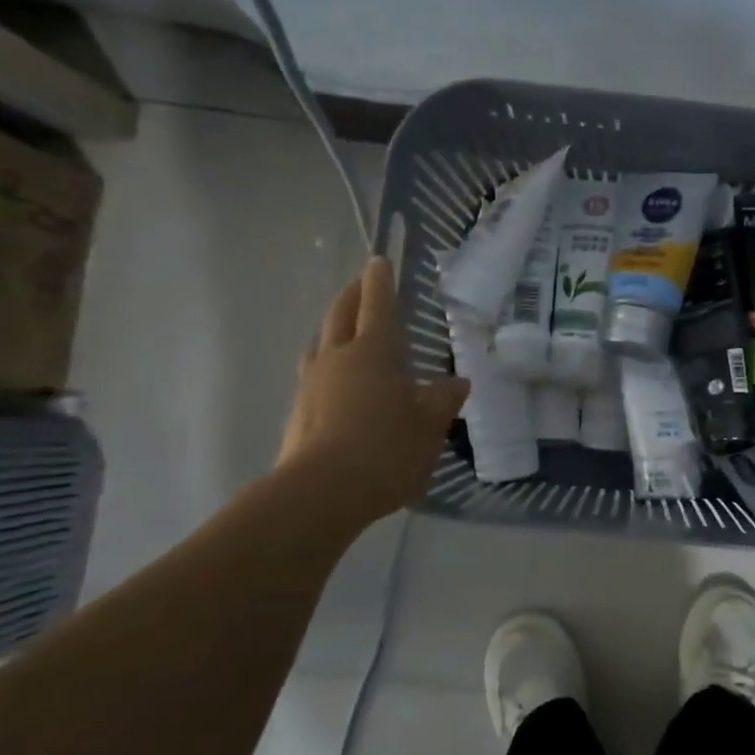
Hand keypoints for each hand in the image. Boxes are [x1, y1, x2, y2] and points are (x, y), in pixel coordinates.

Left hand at [278, 257, 468, 522]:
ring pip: (320, 344)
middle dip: (351, 296)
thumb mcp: (430, 426)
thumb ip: (443, 400)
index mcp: (372, 353)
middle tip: (360, 284)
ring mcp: (311, 385)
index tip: (379, 260)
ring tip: (344, 332)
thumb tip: (457, 382)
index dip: (380, 282)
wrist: (321, 494)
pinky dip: (327, 367)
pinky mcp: (298, 413)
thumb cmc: (385, 449)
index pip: (377, 305)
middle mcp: (336, 359)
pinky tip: (337, 386)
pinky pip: (314, 376)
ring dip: (333, 330)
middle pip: (340, 316)